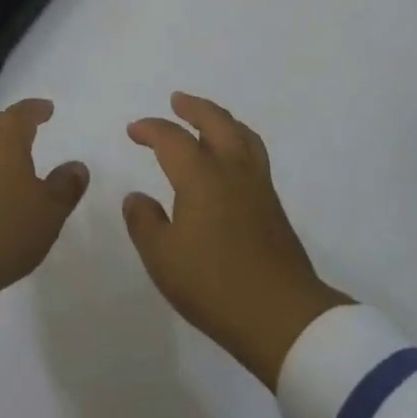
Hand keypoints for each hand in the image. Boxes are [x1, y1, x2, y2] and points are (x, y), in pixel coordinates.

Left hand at [0, 98, 89, 294]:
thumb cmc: (5, 228)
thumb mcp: (48, 212)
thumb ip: (65, 186)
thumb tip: (78, 166)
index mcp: (6, 138)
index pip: (23, 113)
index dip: (37, 109)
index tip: (47, 109)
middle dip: (9, 124)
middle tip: (22, 131)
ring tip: (2, 159)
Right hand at [123, 92, 350, 388]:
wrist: (282, 317)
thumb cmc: (214, 285)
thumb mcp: (163, 258)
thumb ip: (144, 222)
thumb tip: (136, 197)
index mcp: (200, 176)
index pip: (172, 138)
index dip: (151, 129)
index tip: (134, 130)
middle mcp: (231, 169)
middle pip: (215, 121)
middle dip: (193, 107)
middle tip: (177, 101)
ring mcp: (257, 185)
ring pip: (241, 134)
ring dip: (220, 119)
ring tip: (208, 118)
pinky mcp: (273, 204)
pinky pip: (253, 153)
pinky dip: (238, 140)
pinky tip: (231, 158)